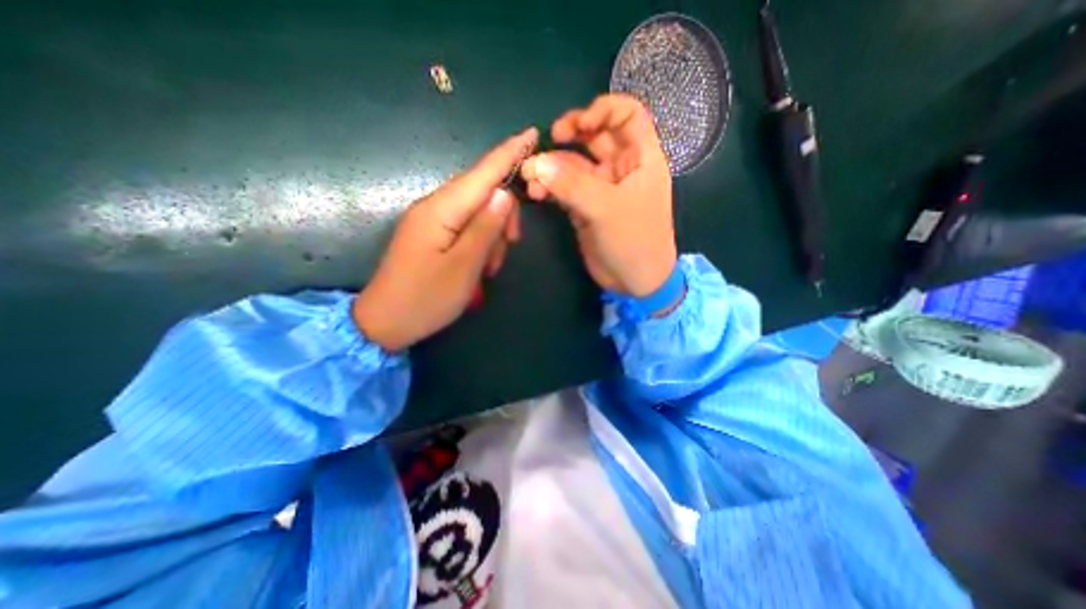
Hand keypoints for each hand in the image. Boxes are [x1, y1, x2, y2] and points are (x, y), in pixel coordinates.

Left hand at [352, 126, 538, 348]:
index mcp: (441, 210)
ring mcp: (433, 220)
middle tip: (511, 246)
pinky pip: (466, 226)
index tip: (532, 133)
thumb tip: (505, 194)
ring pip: (478, 212)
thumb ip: (485, 228)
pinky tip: (480, 265)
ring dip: (493, 235)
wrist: (385, 322)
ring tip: (489, 267)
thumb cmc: (426, 298)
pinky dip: (480, 243)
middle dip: (504, 216)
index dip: (508, 154)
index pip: (482, 174)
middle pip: (483, 193)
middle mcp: (436, 206)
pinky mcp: (433, 233)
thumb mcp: (464, 267)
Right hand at [522, 92, 675, 296]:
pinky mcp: (585, 207)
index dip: (604, 110)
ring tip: (530, 175)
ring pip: (575, 164)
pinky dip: (550, 188)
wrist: (634, 280)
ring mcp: (601, 188)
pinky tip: (536, 193)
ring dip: (553, 166)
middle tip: (550, 138)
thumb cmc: (634, 240)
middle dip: (571, 134)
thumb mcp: (606, 209)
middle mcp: (621, 168)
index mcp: (641, 158)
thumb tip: (536, 164)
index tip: (579, 125)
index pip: (628, 114)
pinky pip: (565, 188)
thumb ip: (572, 185)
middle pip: (595, 136)